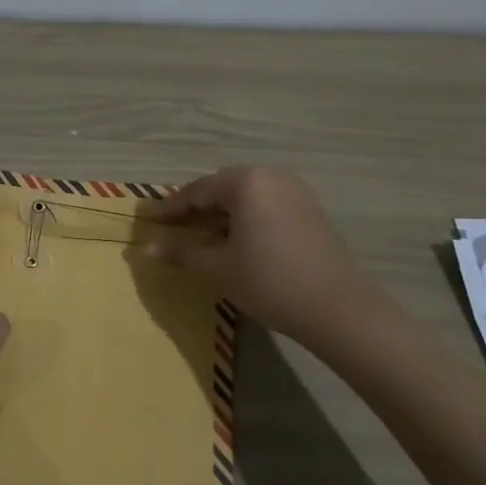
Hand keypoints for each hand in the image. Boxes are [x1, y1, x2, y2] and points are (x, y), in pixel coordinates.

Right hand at [144, 166, 392, 351]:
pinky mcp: (310, 210)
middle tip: (174, 227)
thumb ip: (182, 252)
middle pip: (222, 187)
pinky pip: (266, 205)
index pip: (197, 191)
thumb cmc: (268, 281)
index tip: (150, 221)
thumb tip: (147, 248)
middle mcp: (271, 177)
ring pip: (246, 196)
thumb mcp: (217, 268)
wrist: (337, 307)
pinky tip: (236, 240)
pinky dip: (245, 217)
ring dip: (221, 213)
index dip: (171, 208)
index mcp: (246, 182)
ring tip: (203, 236)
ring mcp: (295, 192)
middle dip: (197, 207)